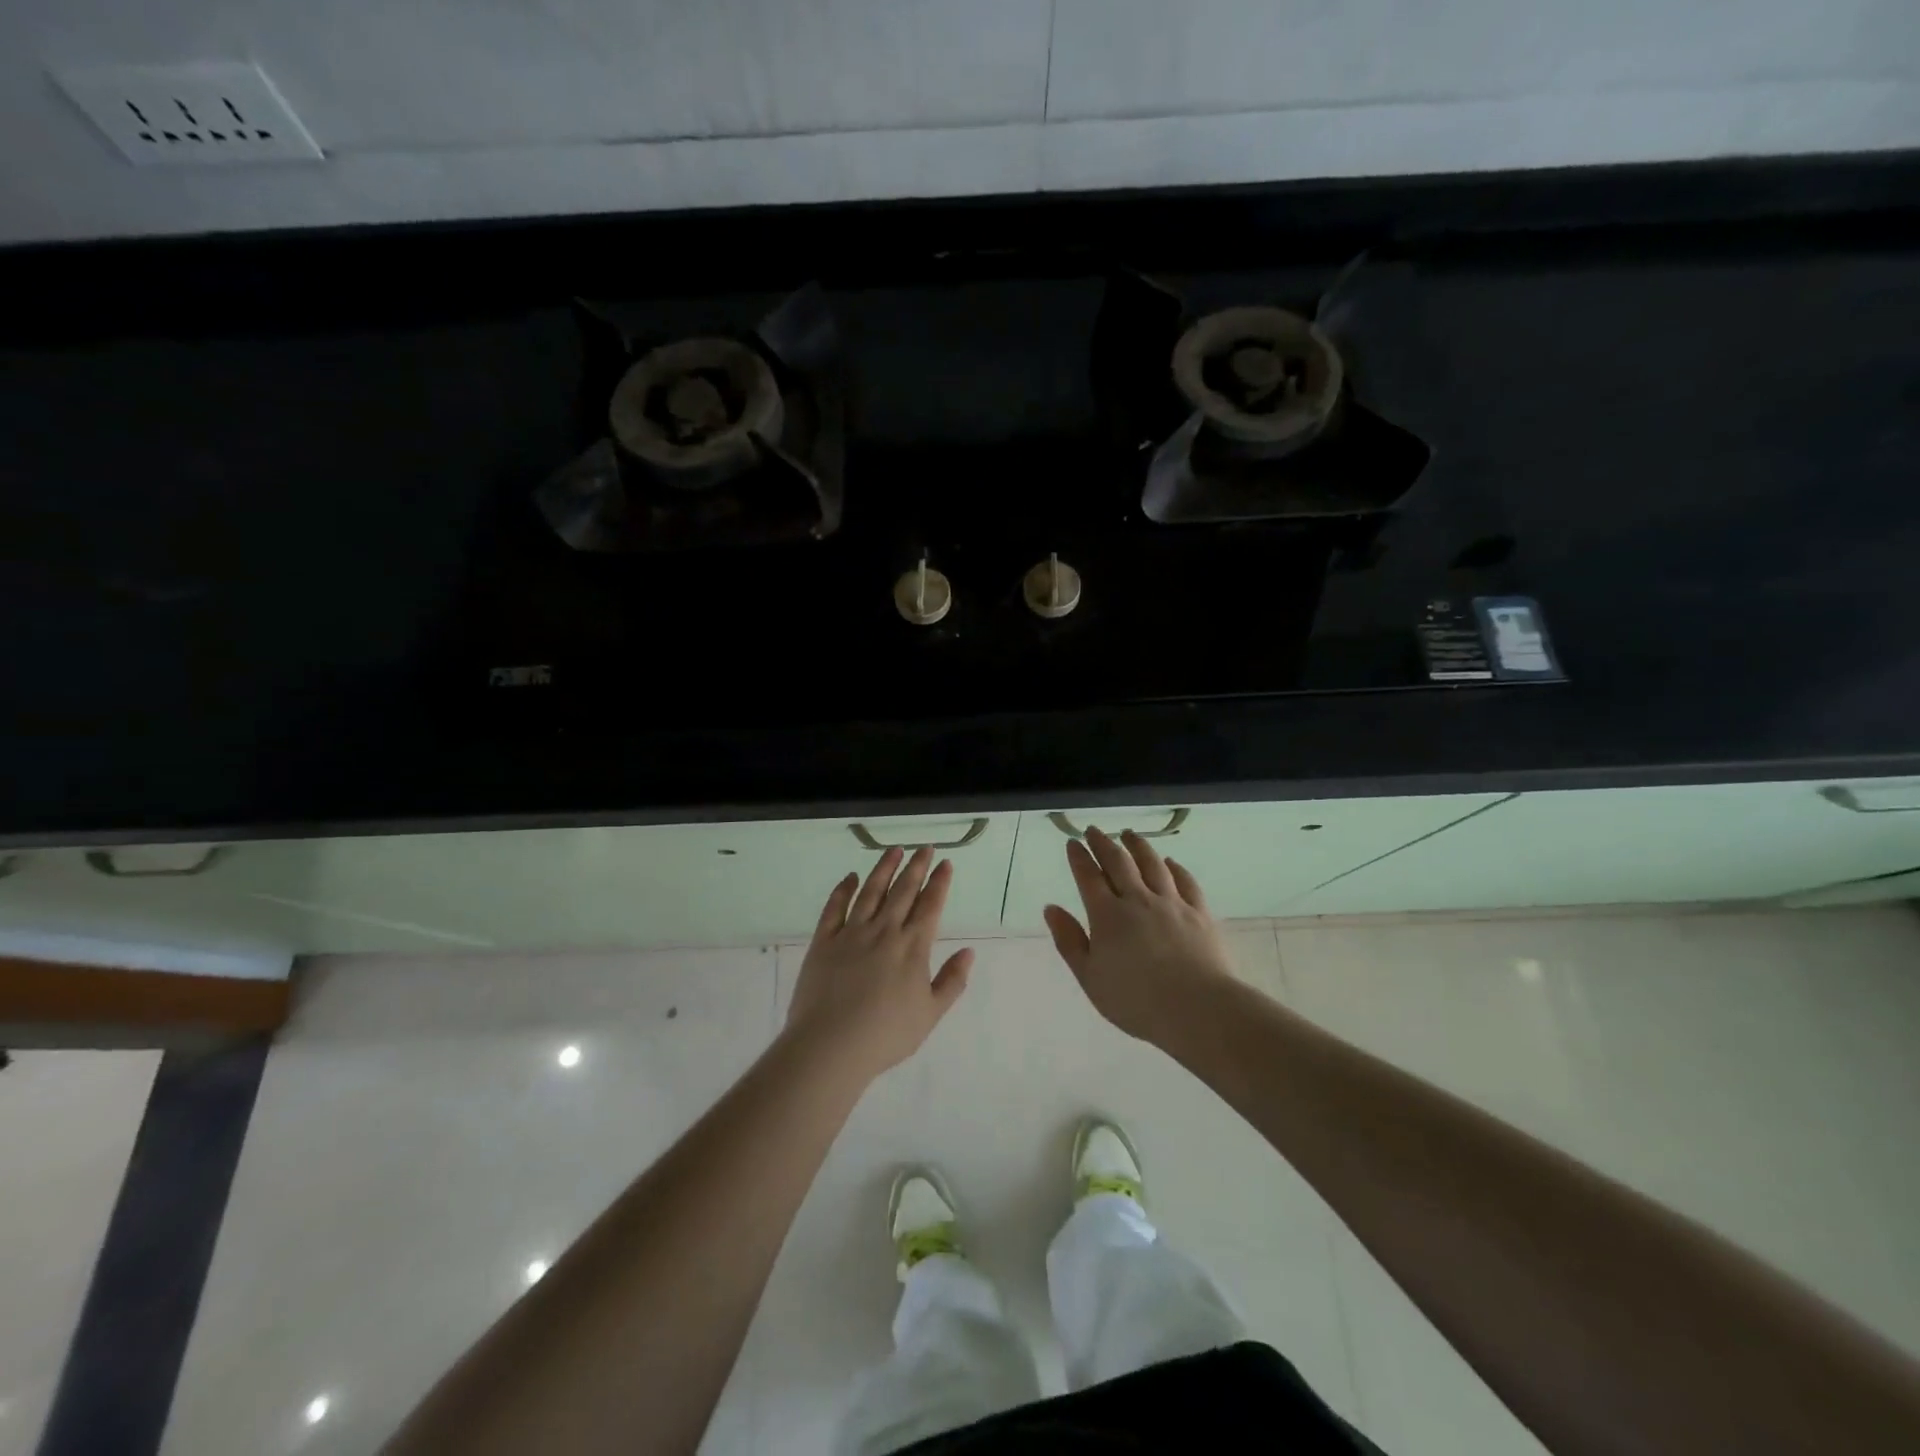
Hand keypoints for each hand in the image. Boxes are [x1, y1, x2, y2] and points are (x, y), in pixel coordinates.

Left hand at [783, 846, 973, 1081]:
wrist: (831, 1045)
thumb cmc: (886, 1035)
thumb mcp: (930, 1014)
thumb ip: (952, 981)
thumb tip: (969, 951)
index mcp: (913, 947)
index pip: (930, 906)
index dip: (939, 882)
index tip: (945, 863)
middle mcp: (884, 931)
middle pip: (903, 891)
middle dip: (916, 867)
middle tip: (924, 848)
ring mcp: (852, 933)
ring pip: (871, 891)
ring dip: (884, 868)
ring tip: (894, 850)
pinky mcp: (824, 941)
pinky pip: (835, 907)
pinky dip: (843, 889)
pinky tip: (850, 877)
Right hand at [1043, 828, 1237, 1043]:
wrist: (1197, 1008)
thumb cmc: (1136, 1001)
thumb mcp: (1090, 977)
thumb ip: (1069, 941)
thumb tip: (1050, 908)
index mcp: (1107, 915)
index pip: (1088, 877)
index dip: (1079, 857)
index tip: (1073, 842)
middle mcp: (1138, 900)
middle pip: (1118, 863)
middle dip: (1103, 843)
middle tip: (1094, 830)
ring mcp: (1171, 903)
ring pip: (1152, 864)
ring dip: (1138, 846)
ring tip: (1129, 834)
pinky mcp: (1199, 913)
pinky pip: (1185, 881)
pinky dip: (1175, 867)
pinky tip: (1170, 862)